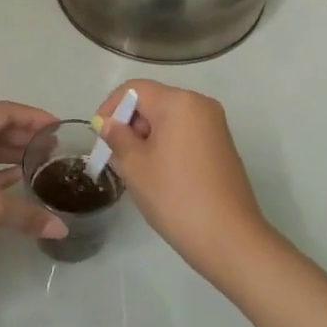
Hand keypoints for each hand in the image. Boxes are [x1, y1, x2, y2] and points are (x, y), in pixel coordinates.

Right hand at [94, 80, 274, 275]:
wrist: (228, 237)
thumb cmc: (175, 196)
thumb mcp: (135, 166)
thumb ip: (117, 137)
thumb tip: (108, 123)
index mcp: (179, 102)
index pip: (134, 89)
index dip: (110, 107)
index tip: (99, 137)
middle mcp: (201, 105)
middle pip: (153, 102)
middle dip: (129, 124)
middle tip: (114, 158)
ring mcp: (215, 126)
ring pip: (169, 120)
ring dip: (146, 137)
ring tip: (135, 170)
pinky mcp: (222, 146)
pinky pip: (185, 134)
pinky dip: (166, 146)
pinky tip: (159, 175)